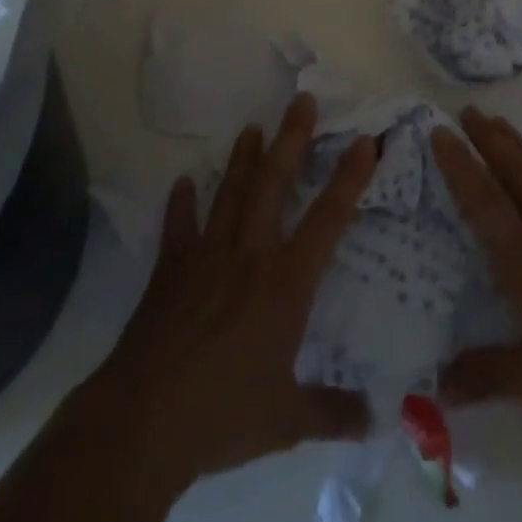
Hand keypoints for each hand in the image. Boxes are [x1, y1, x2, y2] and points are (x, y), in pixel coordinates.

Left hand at [0, 94, 378, 521]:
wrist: (146, 419)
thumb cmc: (224, 413)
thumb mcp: (288, 420)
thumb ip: (334, 413)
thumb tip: (375, 421)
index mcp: (286, 283)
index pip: (328, 219)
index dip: (350, 178)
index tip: (366, 141)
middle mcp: (250, 254)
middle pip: (275, 182)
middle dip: (291, 138)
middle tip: (303, 100)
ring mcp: (207, 254)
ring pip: (231, 191)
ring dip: (243, 157)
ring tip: (253, 126)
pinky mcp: (171, 267)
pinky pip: (179, 225)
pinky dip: (182, 202)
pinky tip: (185, 182)